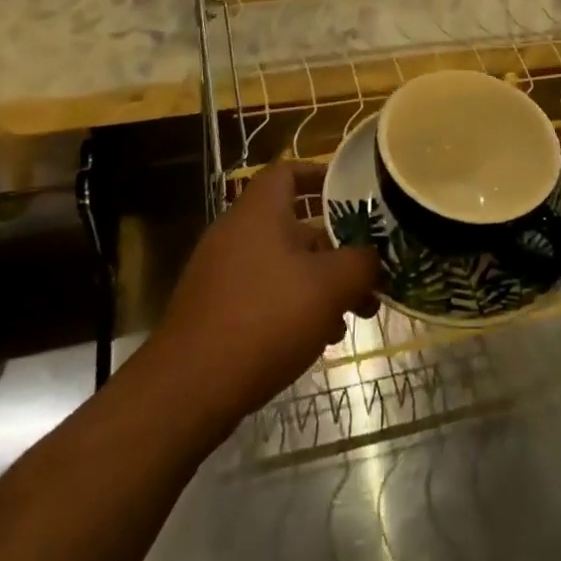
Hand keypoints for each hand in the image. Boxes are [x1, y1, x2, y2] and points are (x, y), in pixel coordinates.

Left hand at [150, 164, 378, 427]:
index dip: (321, 175)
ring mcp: (220, 271)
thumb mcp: (329, 286)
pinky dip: (292, 305)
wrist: (187, 389)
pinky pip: (262, 292)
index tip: (352, 192)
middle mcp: (236, 232)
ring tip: (351, 317)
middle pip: (293, 223)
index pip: (289, 171)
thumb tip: (373, 257)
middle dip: (335, 248)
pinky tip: (316, 340)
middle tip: (366, 274)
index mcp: (259, 211)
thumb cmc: (265, 319)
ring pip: (282, 263)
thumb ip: (361, 263)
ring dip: (318, 283)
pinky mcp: (214, 308)